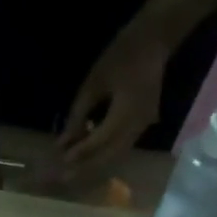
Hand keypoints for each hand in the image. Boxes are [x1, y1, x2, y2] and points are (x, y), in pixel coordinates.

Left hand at [59, 26, 169, 175]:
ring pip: (117, 154)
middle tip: (64, 177)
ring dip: (95, 164)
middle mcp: (137, 125)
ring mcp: (143, 126)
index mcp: (126, 113)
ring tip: (74, 171)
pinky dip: (105, 154)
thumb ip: (78, 114)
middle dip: (86, 167)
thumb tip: (64, 141)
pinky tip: (90, 156)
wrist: (155, 40)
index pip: (100, 141)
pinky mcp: (143, 124)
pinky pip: (123, 146)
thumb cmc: (121, 56)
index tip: (61, 160)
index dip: (80, 152)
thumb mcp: (94, 83)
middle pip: (109, 155)